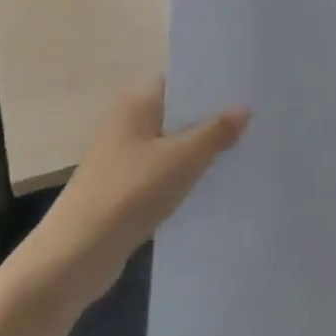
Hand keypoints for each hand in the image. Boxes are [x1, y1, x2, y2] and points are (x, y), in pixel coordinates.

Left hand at [21, 77, 248, 311]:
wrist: (77, 253)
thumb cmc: (130, 192)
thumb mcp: (181, 159)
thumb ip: (215, 132)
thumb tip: (244, 108)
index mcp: (137, 104)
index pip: (179, 81)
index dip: (210, 83)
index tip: (246, 87)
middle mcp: (130, 124)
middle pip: (178, 113)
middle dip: (212, 117)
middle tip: (257, 118)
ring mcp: (126, 158)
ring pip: (173, 144)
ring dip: (202, 149)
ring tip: (247, 148)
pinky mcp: (128, 189)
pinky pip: (166, 172)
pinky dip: (188, 175)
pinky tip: (217, 183)